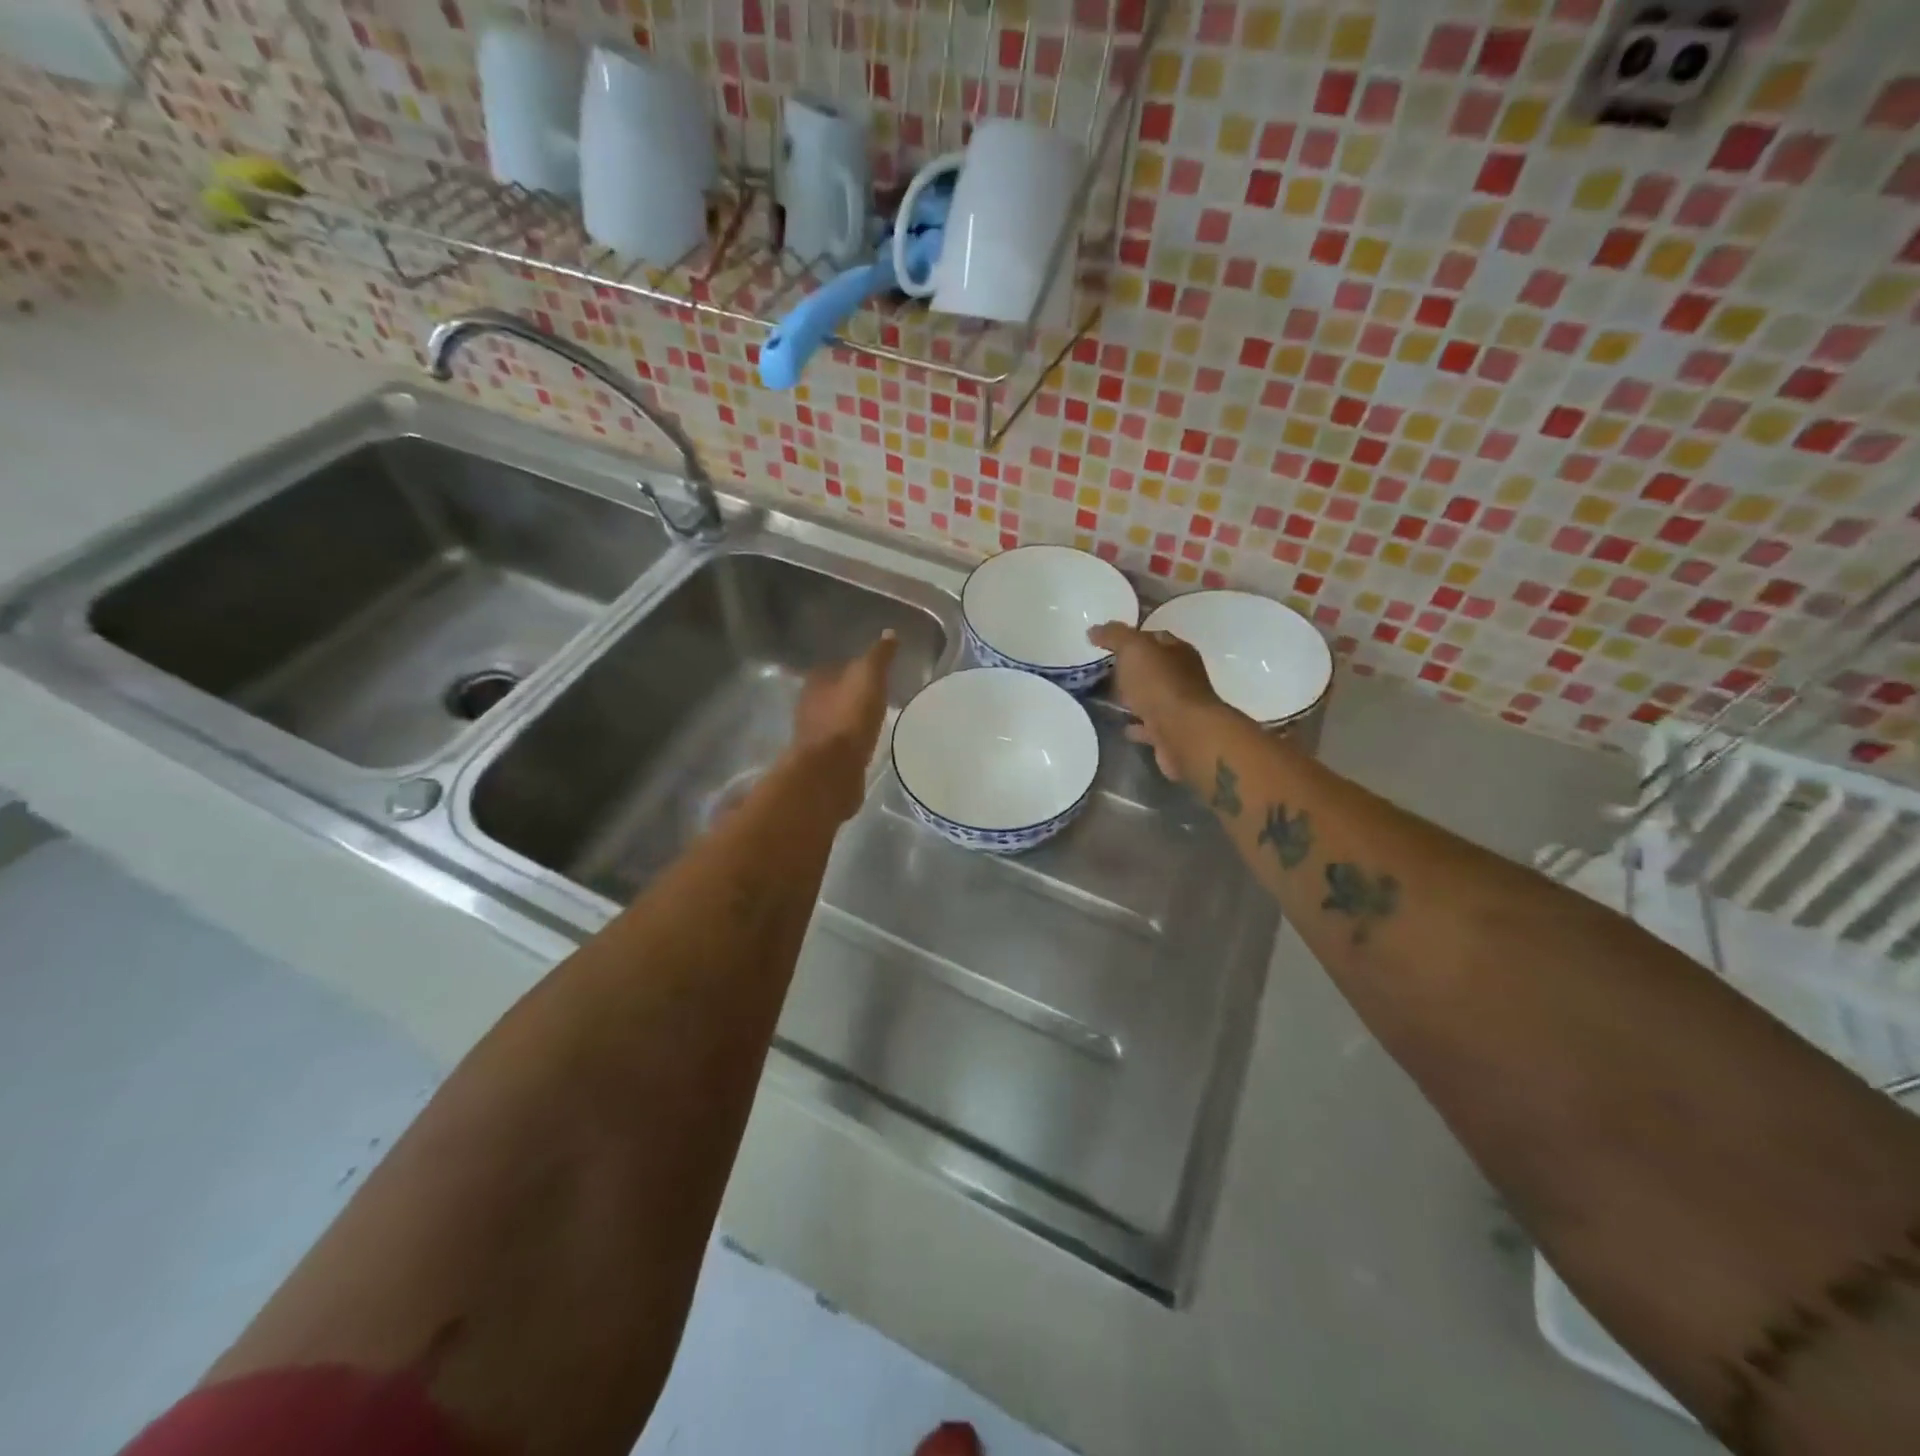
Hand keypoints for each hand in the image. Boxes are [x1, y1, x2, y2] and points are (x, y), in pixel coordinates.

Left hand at [792, 630, 898, 814]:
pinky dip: (851, 743)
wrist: (831, 769)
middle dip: (849, 696)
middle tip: (875, 697)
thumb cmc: (848, 717)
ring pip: (834, 721)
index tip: (872, 673)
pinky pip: (839, 746)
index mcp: (816, 682)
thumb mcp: (869, 677)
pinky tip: (865, 746)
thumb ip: (878, 656)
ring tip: (874, 722)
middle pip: (831, 695)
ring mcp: (813, 736)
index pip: (834, 668)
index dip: (852, 669)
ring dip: (850, 721)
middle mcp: (808, 706)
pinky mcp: (823, 761)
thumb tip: (889, 632)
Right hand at [1087, 621, 1223, 780]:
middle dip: (1131, 668)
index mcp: (1178, 651)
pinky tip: (1122, 725)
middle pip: (1153, 668)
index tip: (1105, 642)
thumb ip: (1114, 636)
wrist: (1184, 734)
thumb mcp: (1133, 649)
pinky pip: (1149, 726)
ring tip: (1107, 698)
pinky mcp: (1171, 733)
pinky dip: (1137, 725)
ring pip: (1151, 697)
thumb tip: (1094, 630)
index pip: (1153, 637)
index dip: (1130, 637)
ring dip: (1133, 698)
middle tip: (1101, 670)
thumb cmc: (1160, 685)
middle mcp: (1183, 677)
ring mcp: (1178, 707)